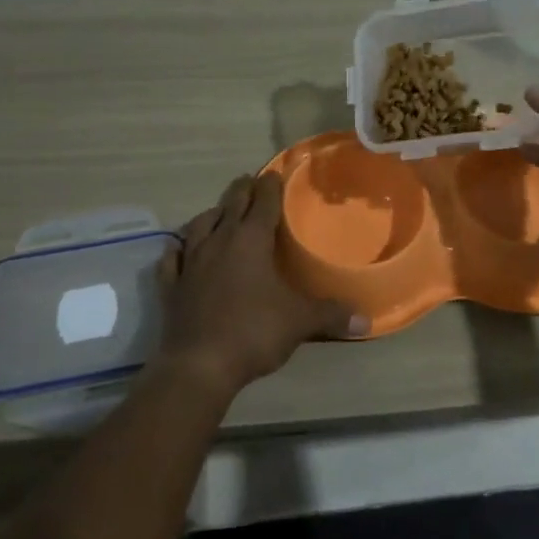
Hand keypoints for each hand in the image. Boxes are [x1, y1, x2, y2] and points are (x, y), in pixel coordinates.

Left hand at [155, 172, 366, 398]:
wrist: (199, 365)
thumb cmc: (253, 332)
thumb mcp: (300, 322)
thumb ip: (331, 315)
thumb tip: (366, 320)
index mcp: (251, 239)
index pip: (263, 200)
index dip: (271, 185)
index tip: (276, 173)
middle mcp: (219, 240)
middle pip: (231, 203)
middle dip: (243, 189)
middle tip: (251, 181)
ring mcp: (191, 261)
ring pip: (200, 224)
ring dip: (213, 213)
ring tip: (220, 211)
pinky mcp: (171, 285)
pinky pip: (173, 258)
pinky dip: (178, 248)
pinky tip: (178, 248)